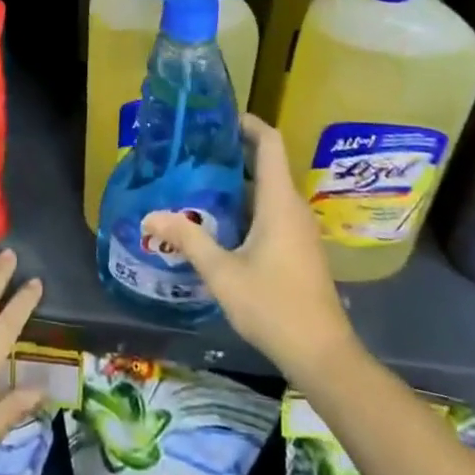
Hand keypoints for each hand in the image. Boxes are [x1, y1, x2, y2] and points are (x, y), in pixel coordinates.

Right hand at [142, 113, 358, 378]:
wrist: (323, 356)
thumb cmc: (274, 306)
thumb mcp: (223, 273)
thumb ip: (188, 239)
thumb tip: (150, 215)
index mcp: (279, 201)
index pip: (270, 143)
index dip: (248, 123)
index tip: (219, 117)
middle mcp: (293, 208)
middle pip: (266, 164)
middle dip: (232, 153)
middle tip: (193, 150)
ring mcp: (299, 230)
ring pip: (267, 191)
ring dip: (237, 183)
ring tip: (197, 181)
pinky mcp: (299, 249)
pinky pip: (271, 212)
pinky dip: (246, 206)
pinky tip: (218, 221)